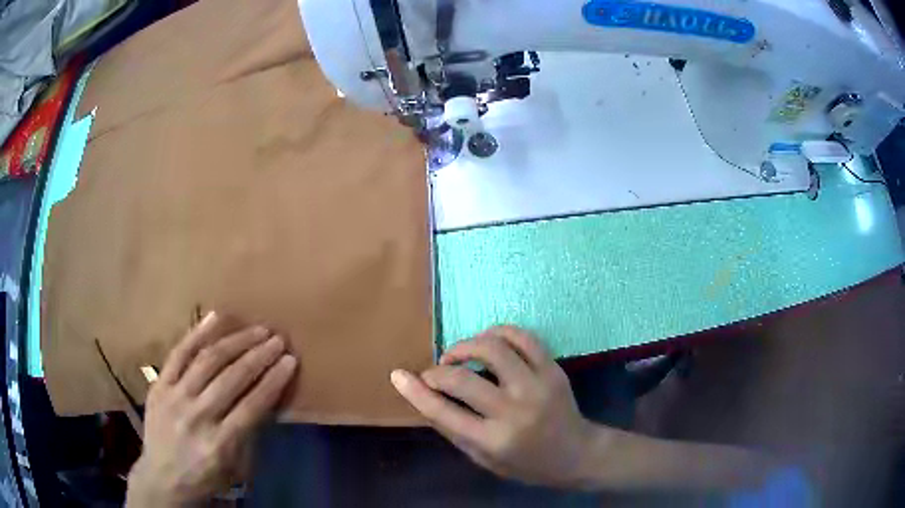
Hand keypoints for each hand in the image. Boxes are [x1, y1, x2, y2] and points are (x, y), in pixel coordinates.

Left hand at [126, 312, 297, 506]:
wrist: (162, 479)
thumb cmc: (205, 477)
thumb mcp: (235, 467)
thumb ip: (249, 433)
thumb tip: (266, 396)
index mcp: (219, 444)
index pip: (252, 406)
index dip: (273, 381)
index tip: (290, 361)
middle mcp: (197, 417)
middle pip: (231, 378)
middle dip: (259, 356)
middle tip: (278, 339)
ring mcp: (174, 397)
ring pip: (208, 361)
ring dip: (236, 342)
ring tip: (257, 330)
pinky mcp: (159, 385)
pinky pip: (179, 353)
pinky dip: (198, 333)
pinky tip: (216, 317)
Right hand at [391, 326, 595, 487]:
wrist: (575, 453)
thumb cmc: (525, 463)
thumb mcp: (483, 458)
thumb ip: (453, 429)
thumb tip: (424, 396)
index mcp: (493, 440)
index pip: (442, 411)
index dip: (415, 391)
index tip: (398, 375)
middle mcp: (514, 411)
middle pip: (462, 378)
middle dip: (438, 370)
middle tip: (435, 372)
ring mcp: (536, 386)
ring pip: (492, 347)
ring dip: (466, 345)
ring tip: (459, 355)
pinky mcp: (553, 369)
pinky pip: (522, 337)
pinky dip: (499, 333)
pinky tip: (489, 342)